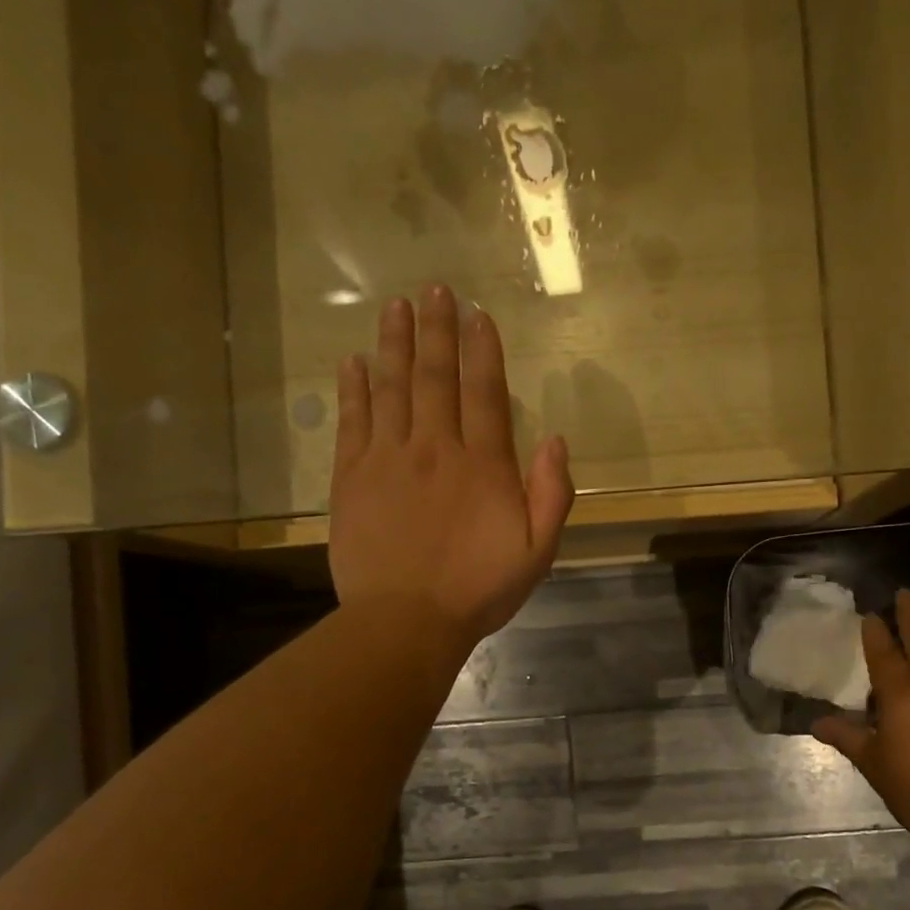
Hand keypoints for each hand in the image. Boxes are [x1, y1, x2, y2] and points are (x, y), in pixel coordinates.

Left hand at [329, 286, 575, 650]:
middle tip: (434, 289)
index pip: (484, 392)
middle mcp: (435, 448)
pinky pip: (354, 422)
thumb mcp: (537, 552)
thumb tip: (556, 440)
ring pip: (392, 387)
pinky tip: (353, 362)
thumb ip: (551, 494)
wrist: (406, 621)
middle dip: (437, 330)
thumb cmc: (478, 590)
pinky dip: (354, 389)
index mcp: (483, 465)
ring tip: (395, 307)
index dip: (482, 350)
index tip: (478, 314)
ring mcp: (388, 459)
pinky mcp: (352, 478)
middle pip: (436, 377)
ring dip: (395, 344)